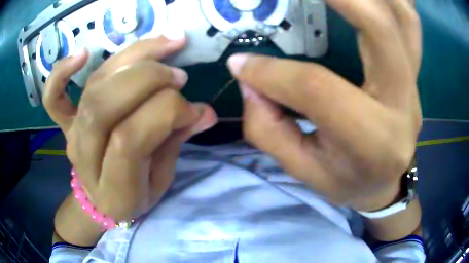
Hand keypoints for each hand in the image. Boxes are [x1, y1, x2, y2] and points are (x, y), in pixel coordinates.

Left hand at [43, 35, 217, 221]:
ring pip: (93, 86)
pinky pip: (53, 98)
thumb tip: (205, 111)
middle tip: (179, 75)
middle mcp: (86, 156)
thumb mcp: (160, 182)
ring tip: (167, 43)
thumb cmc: (133, 198)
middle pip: (105, 103)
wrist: (99, 203)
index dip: (167, 113)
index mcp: (114, 188)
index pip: (130, 138)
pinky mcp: (65, 123)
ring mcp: (72, 135)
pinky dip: (60, 73)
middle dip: (149, 79)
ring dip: (132, 56)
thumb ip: (176, 143)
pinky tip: (82, 53)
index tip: (193, 109)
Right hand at [228, 0, 421, 210]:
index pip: (319, 89)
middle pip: (378, 28)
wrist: (386, 185)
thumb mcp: (304, 171)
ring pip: (403, 17)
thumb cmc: (347, 183)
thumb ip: (269, 129)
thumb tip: (249, 76)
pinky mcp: (415, 71)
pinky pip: (411, 22)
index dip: (273, 72)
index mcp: (371, 140)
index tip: (242, 62)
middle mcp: (402, 103)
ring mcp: (414, 82)